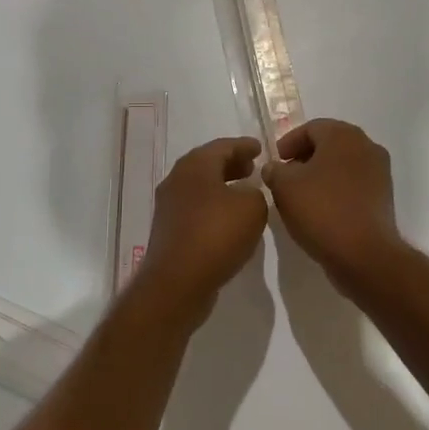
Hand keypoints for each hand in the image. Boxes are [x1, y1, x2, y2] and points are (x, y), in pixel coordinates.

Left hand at [135, 136, 268, 317]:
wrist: (177, 282)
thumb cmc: (216, 235)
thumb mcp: (252, 207)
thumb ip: (256, 192)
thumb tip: (246, 194)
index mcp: (195, 165)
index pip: (223, 146)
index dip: (244, 146)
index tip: (260, 148)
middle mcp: (177, 179)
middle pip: (207, 164)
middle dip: (231, 164)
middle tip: (252, 168)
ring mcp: (169, 205)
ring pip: (200, 187)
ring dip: (222, 186)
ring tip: (244, 193)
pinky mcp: (168, 229)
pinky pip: (195, 207)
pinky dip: (213, 206)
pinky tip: (228, 219)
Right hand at [262, 119, 407, 292]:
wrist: (364, 254)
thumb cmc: (322, 210)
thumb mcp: (284, 187)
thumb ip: (275, 171)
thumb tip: (275, 168)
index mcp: (343, 135)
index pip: (311, 128)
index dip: (288, 143)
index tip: (275, 162)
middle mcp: (366, 146)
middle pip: (329, 144)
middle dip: (305, 158)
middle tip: (285, 177)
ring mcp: (380, 172)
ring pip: (342, 165)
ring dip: (321, 175)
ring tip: (301, 196)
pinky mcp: (383, 197)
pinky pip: (354, 184)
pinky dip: (336, 190)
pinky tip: (321, 210)